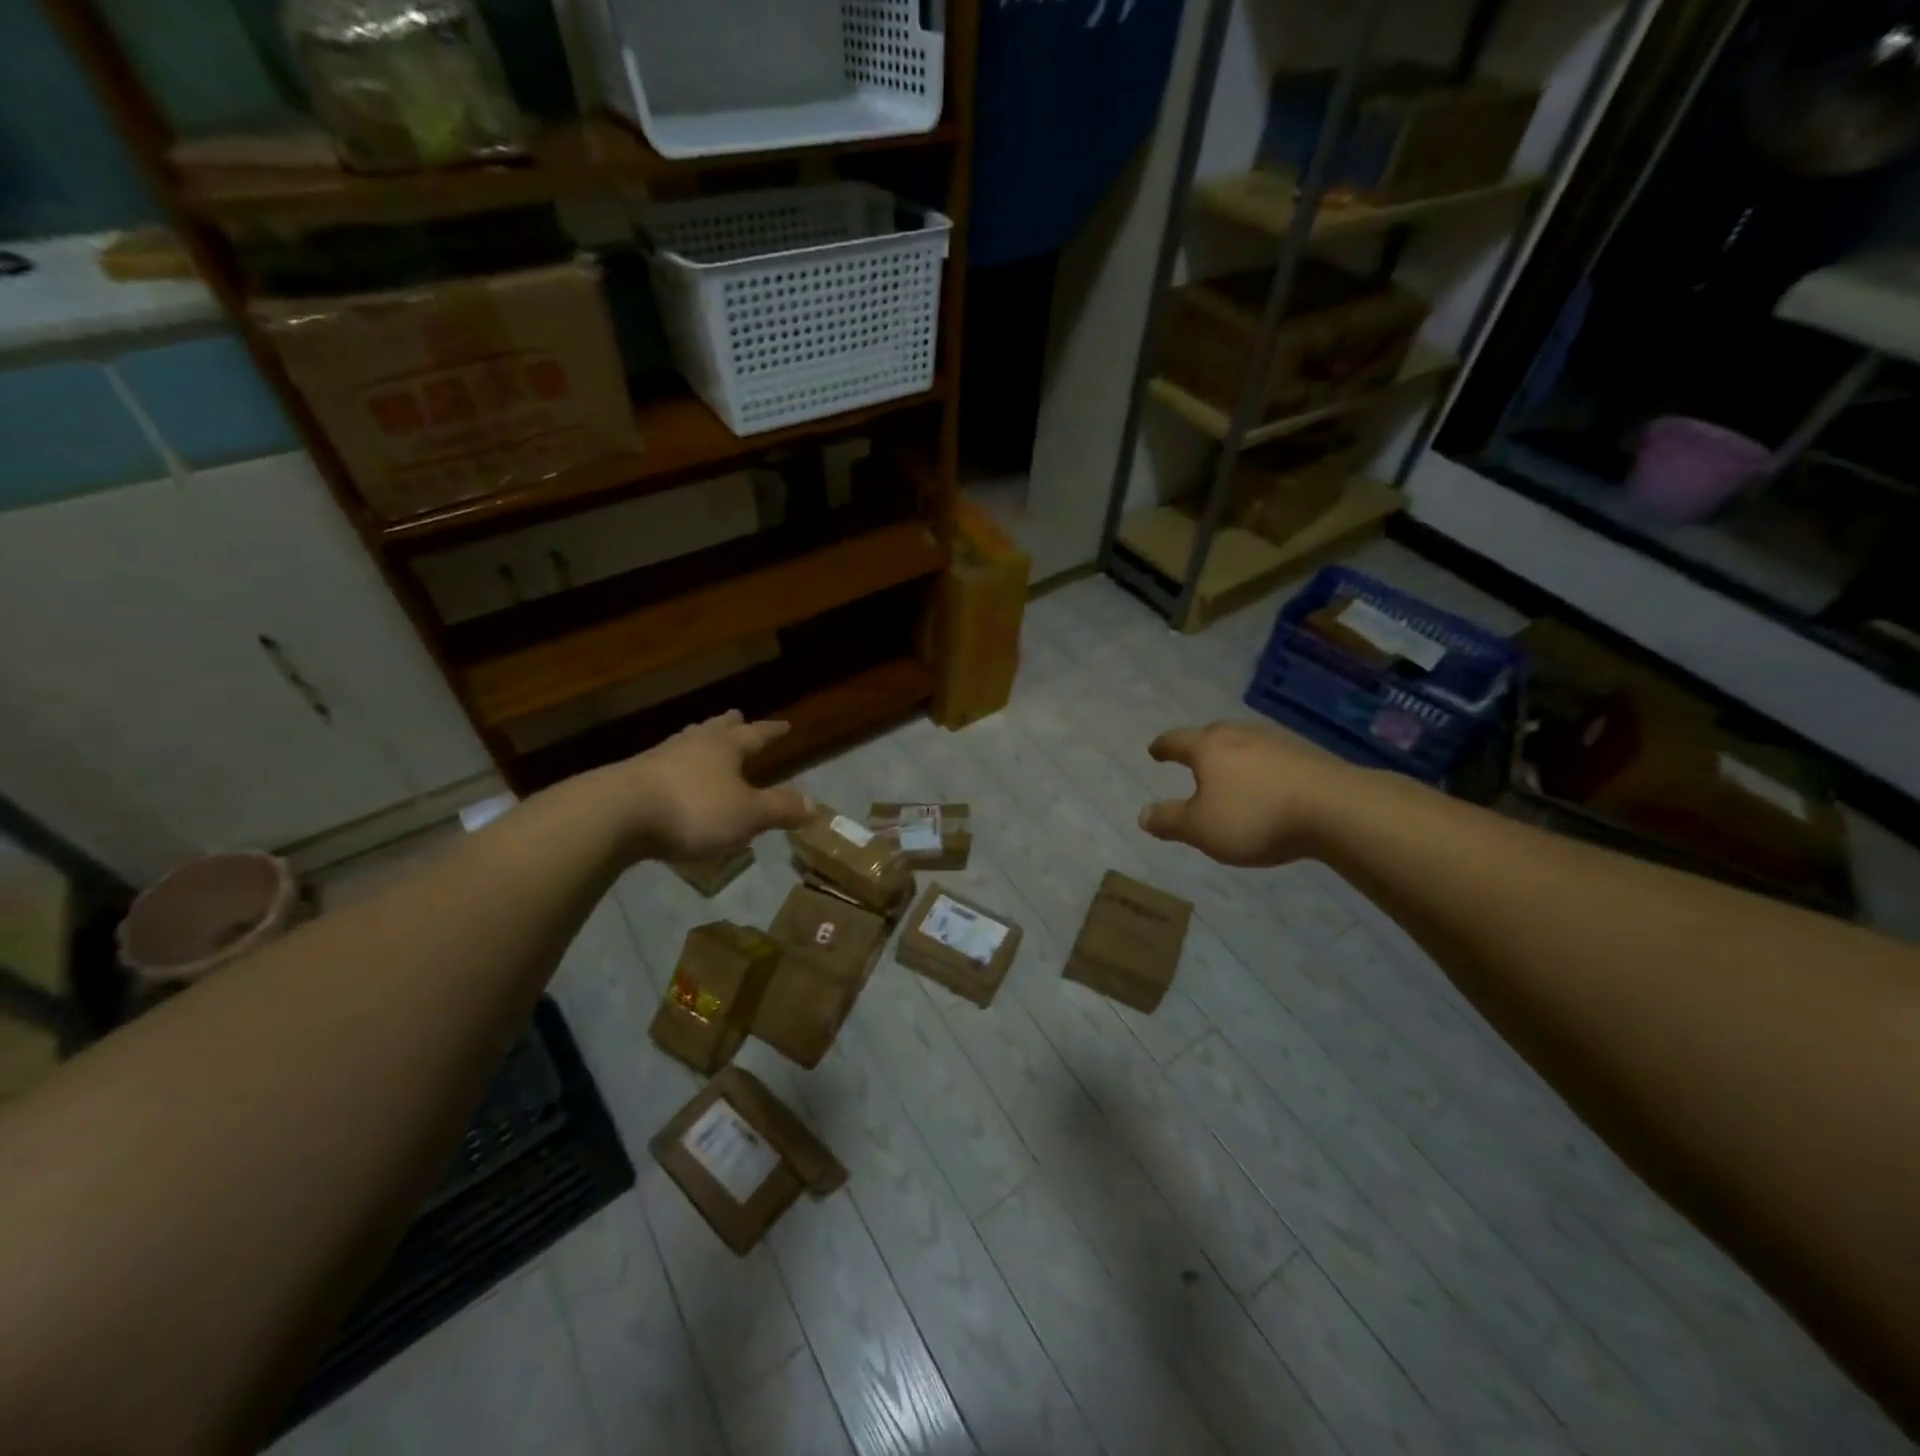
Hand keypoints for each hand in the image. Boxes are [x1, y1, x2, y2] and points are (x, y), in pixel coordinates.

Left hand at [609, 710, 812, 860]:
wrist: (616, 815)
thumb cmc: (693, 810)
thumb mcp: (747, 815)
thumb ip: (779, 808)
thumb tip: (813, 805)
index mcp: (725, 748)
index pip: (755, 734)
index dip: (772, 731)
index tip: (785, 724)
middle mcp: (693, 745)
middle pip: (715, 729)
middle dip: (729, 724)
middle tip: (736, 715)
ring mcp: (658, 758)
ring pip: (686, 741)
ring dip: (699, 738)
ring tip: (702, 736)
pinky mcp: (631, 778)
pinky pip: (662, 764)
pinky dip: (675, 764)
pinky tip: (669, 773)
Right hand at [1138, 721, 1352, 866]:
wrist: (1336, 809)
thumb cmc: (1255, 816)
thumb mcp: (1201, 829)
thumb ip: (1170, 821)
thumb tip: (1142, 815)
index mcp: (1209, 747)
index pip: (1177, 740)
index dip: (1163, 747)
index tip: (1154, 750)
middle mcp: (1240, 735)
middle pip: (1213, 734)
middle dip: (1199, 745)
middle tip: (1191, 756)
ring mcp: (1277, 741)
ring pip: (1245, 742)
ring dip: (1233, 755)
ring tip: (1229, 770)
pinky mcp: (1308, 755)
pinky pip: (1273, 756)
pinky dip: (1262, 766)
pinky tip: (1267, 782)